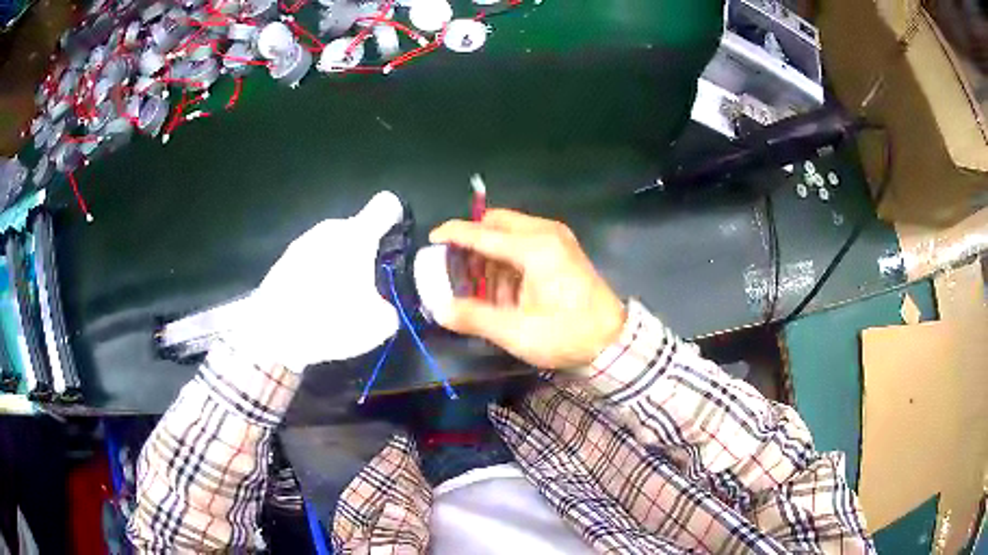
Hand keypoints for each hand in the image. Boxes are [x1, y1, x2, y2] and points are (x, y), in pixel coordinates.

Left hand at [231, 191, 403, 371]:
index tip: (396, 241)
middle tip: (366, 287)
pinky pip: (312, 260)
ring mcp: (304, 241)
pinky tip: (313, 303)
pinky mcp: (285, 259)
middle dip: (365, 253)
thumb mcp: (377, 325)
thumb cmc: (329, 319)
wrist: (271, 331)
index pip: (387, 204)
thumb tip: (385, 305)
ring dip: (339, 264)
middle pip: (358, 230)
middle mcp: (331, 229)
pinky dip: (318, 275)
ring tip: (336, 300)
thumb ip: (391, 306)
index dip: (396, 217)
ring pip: (333, 245)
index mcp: (358, 235)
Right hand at [429, 209, 624, 369]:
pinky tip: (503, 285)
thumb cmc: (566, 335)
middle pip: (497, 223)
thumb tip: (440, 310)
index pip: (482, 233)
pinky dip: (508, 257)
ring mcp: (557, 238)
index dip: (454, 234)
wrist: (612, 342)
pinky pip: (525, 241)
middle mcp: (545, 233)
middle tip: (456, 265)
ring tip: (479, 283)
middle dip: (474, 240)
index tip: (432, 239)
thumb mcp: (516, 332)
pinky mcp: (563, 249)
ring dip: (491, 251)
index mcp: (534, 247)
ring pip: (511, 231)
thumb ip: (474, 317)